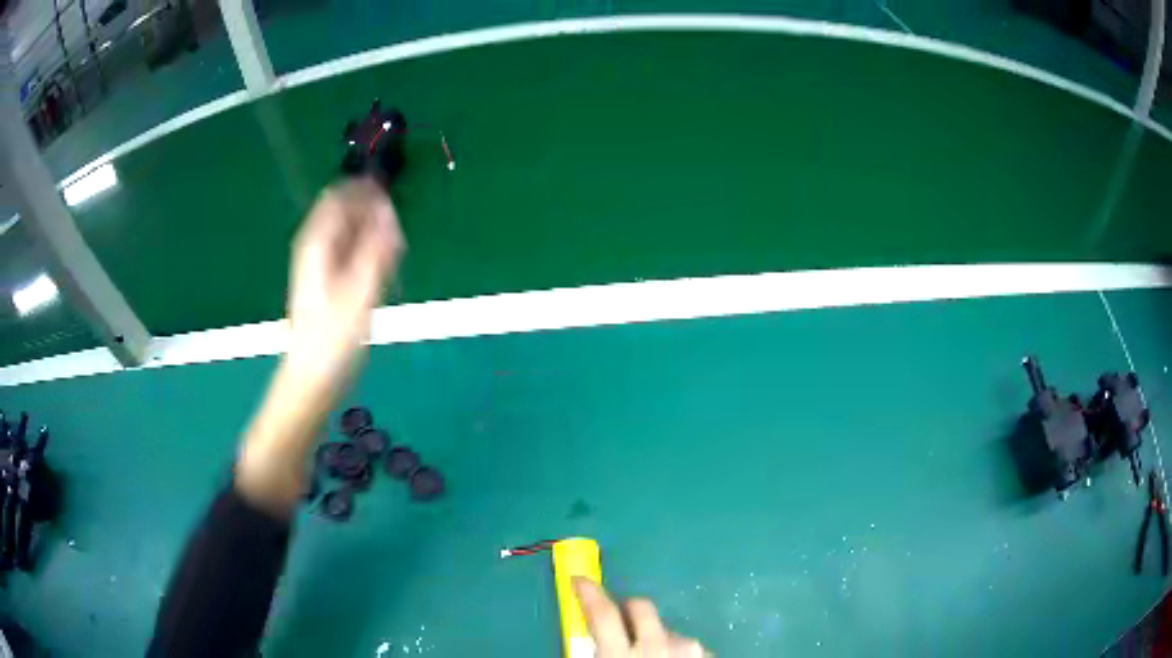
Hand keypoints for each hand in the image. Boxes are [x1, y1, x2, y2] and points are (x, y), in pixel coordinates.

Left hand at [285, 178, 404, 388]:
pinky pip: (350, 252)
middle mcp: (315, 247)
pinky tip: (380, 273)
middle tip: (395, 236)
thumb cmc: (333, 337)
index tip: (391, 199)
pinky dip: (367, 253)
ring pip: (349, 232)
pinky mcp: (327, 281)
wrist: (313, 376)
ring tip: (391, 256)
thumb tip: (390, 212)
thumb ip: (377, 249)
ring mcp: (320, 264)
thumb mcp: (360, 292)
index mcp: (316, 243)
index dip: (365, 191)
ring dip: (372, 235)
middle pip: (345, 212)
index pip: (339, 196)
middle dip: (372, 215)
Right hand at [575, 579, 708, 657]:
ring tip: (648, 651)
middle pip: (641, 607)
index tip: (578, 579)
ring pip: (667, 629)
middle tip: (618, 618)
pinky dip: (676, 648)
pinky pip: (687, 645)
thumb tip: (588, 637)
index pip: (601, 613)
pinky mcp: (708, 655)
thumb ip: (592, 651)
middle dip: (627, 608)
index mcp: (620, 654)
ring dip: (655, 634)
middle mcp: (657, 645)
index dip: (588, 592)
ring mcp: (689, 650)